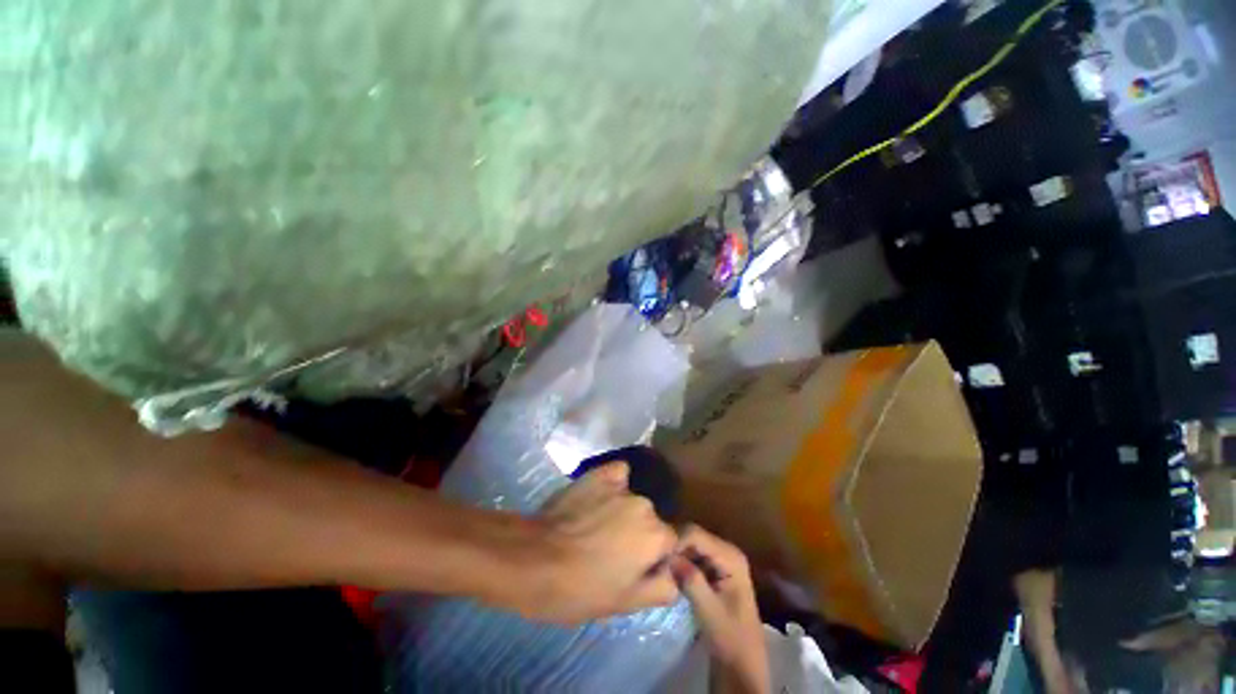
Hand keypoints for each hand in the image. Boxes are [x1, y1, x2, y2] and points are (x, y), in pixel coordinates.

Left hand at [524, 462, 678, 624]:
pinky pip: (618, 473)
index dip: (652, 557)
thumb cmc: (580, 588)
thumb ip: (662, 589)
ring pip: (632, 500)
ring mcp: (622, 486)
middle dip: (637, 535)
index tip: (631, 568)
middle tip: (610, 551)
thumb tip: (676, 575)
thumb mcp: (625, 604)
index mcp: (656, 536)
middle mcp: (645, 505)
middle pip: (650, 520)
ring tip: (596, 526)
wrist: (534, 559)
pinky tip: (601, 494)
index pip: (668, 543)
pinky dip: (615, 482)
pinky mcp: (600, 474)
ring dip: (623, 512)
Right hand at [672, 526, 769, 693]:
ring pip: (691, 546)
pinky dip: (681, 563)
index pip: (696, 534)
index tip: (657, 557)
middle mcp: (727, 551)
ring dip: (676, 555)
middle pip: (693, 536)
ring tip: (660, 568)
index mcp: (731, 556)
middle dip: (675, 547)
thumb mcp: (709, 611)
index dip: (676, 541)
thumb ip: (691, 581)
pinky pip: (693, 557)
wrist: (743, 664)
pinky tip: (670, 574)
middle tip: (656, 562)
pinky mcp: (714, 569)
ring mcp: (721, 559)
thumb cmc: (731, 639)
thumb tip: (669, 557)